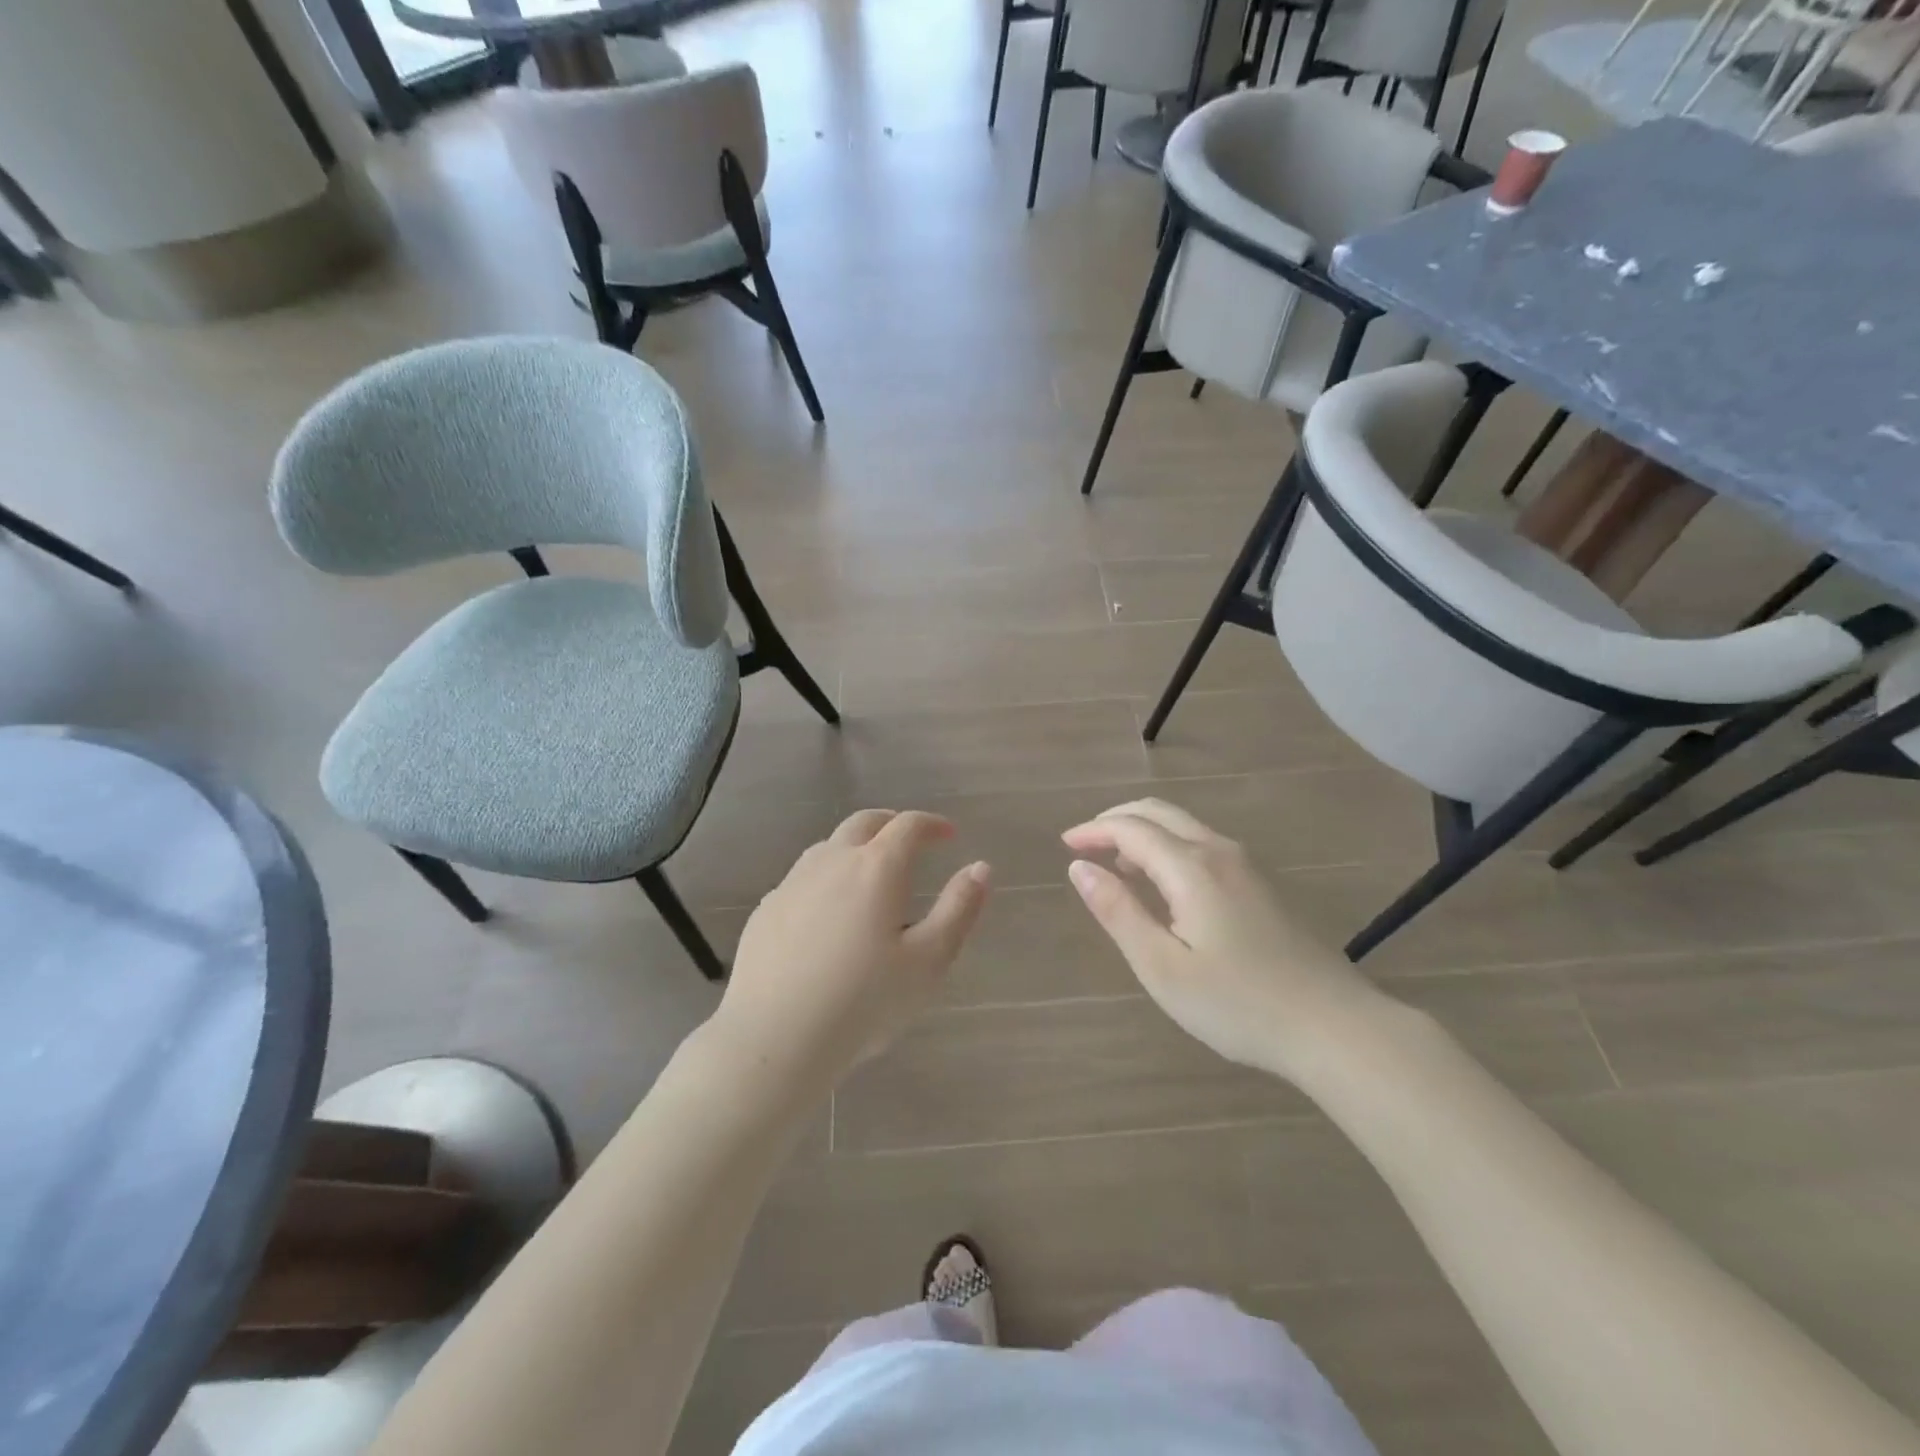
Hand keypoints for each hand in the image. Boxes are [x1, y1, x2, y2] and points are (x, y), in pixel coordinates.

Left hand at [713, 809, 990, 1085]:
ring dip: (856, 848)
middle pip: (864, 823)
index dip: (932, 825)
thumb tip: (981, 867)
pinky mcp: (767, 909)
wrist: (774, 1038)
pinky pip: (803, 878)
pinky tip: (828, 914)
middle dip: (892, 824)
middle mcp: (832, 861)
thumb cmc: (863, 1002)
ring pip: (829, 846)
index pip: (908, 826)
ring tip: (871, 876)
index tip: (948, 835)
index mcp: (876, 868)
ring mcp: (793, 883)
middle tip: (911, 842)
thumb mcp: (928, 961)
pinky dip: (826, 878)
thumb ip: (959, 909)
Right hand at [1062, 799, 1380, 1079]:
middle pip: (1159, 812)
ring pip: (1185, 827)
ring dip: (1145, 833)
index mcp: (1191, 867)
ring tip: (1118, 865)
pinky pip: (1204, 845)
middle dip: (1116, 820)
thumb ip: (1118, 911)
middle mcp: (1220, 852)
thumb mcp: (1162, 966)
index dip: (1094, 831)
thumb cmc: (1238, 1004)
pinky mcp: (1263, 885)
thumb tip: (1079, 868)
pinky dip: (1170, 847)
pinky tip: (1165, 885)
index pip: (1131, 829)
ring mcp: (1247, 866)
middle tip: (1085, 843)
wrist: (1335, 1027)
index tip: (1066, 845)